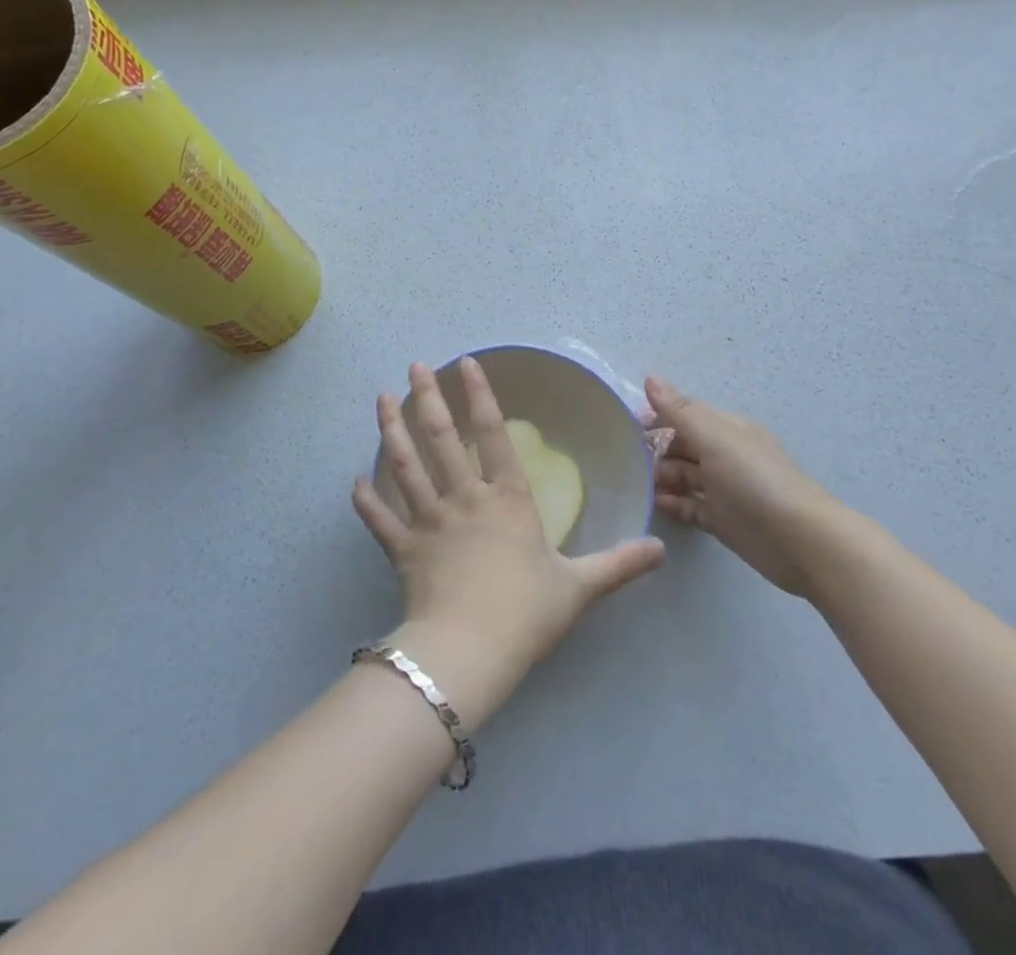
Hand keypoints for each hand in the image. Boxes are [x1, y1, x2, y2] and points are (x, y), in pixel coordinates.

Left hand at [352, 359, 665, 731]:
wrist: (470, 652)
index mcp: (506, 499)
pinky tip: (354, 481)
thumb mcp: (580, 587)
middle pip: (441, 438)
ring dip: (391, 430)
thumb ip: (619, 564)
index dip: (480, 395)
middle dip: (427, 397)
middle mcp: (464, 498)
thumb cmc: (526, 613)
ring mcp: (428, 521)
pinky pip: (380, 520)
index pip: (492, 434)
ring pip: (405, 466)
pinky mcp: (403, 550)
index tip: (466, 363)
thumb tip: (661, 549)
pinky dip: (366, 500)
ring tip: (382, 398)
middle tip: (415, 366)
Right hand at [647, 376, 840, 598]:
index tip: (626, 427)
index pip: (686, 414)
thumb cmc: (755, 481)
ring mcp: (726, 490)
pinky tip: (654, 506)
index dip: (657, 416)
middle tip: (626, 461)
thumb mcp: (715, 438)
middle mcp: (726, 455)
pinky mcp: (724, 521)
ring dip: (662, 477)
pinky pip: (692, 507)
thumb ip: (680, 410)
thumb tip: (650, 377)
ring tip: (635, 484)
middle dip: (656, 449)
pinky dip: (674, 504)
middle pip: (684, 446)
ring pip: (686, 476)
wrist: (801, 542)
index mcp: (727, 429)